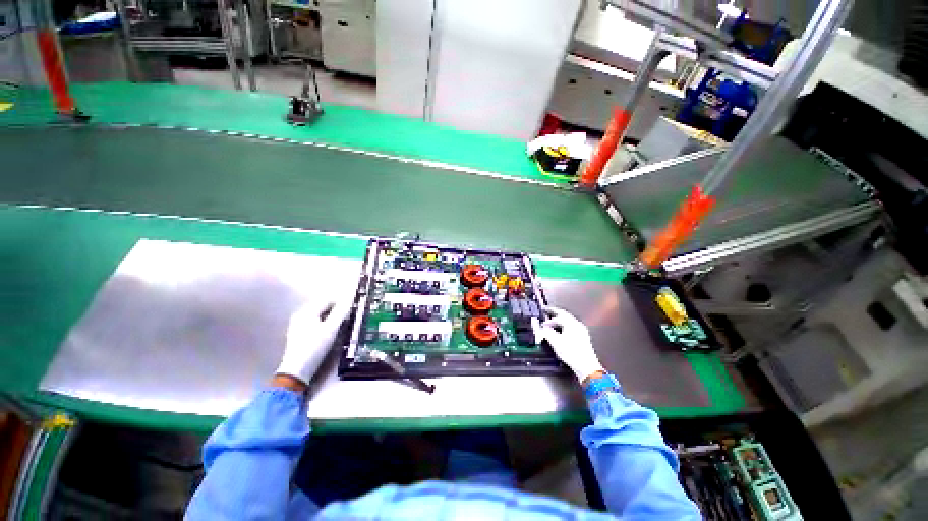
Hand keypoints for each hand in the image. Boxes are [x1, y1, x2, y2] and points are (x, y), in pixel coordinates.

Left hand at [275, 299, 351, 384]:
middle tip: (348, 317)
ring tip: (341, 324)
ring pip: (319, 314)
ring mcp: (297, 323)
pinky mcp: (298, 333)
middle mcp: (301, 314)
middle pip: (323, 305)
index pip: (328, 299)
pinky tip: (329, 332)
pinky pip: (314, 321)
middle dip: (336, 309)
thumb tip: (350, 298)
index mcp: (308, 310)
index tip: (353, 308)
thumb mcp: (331, 329)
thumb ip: (341, 312)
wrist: (297, 370)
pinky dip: (324, 323)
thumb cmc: (315, 347)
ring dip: (331, 316)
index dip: (342, 302)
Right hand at [538, 306, 603, 382]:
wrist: (587, 367)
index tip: (541, 323)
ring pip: (568, 320)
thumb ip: (546, 332)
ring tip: (552, 321)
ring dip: (559, 319)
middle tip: (547, 310)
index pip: (557, 316)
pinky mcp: (583, 337)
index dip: (547, 319)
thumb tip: (540, 327)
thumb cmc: (572, 354)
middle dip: (554, 313)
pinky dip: (564, 325)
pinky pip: (572, 326)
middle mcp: (577, 324)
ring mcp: (581, 331)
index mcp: (571, 323)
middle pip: (564, 314)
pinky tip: (561, 331)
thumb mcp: (555, 342)